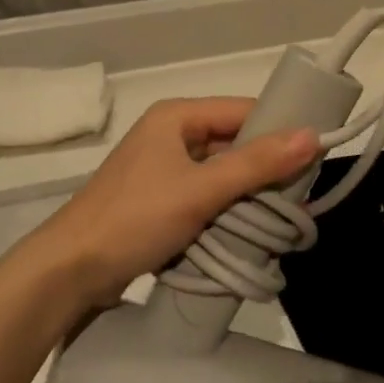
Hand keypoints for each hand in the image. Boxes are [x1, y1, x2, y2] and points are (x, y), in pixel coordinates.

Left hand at [27, 98, 319, 308]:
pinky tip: (248, 232)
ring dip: (247, 196)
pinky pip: (206, 197)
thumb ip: (256, 164)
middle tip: (301, 197)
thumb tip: (313, 136)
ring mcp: (164, 169)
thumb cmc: (135, 219)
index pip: (243, 110)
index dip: (279, 130)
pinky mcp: (160, 201)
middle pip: (234, 143)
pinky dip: (227, 212)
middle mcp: (171, 134)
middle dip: (265, 170)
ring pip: (222, 174)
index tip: (315, 158)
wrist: (68, 271)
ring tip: (281, 218)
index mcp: (177, 116)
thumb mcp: (201, 190)